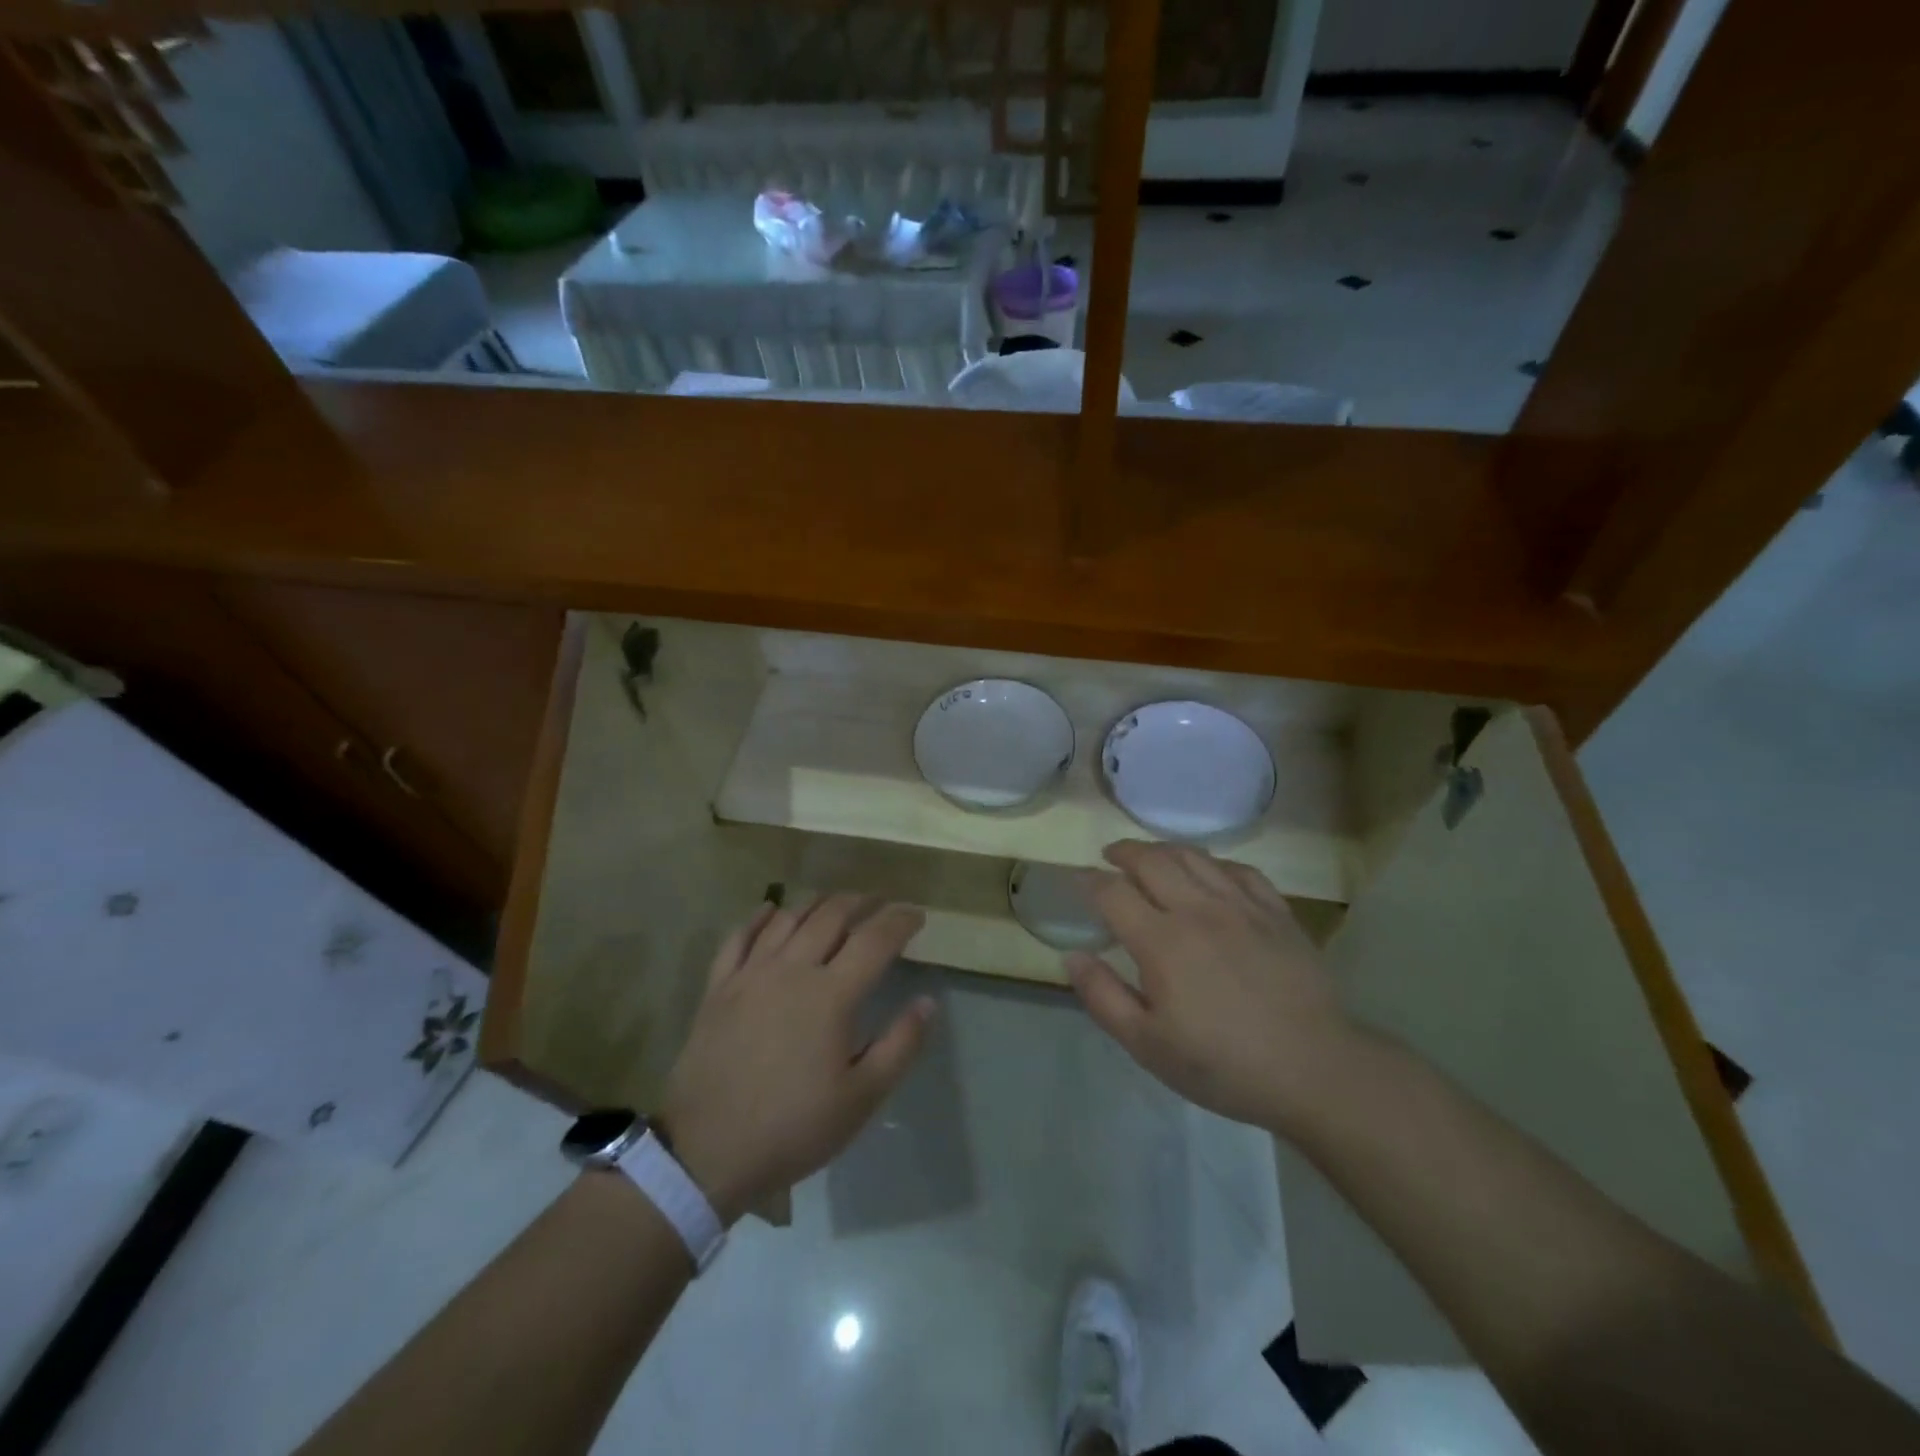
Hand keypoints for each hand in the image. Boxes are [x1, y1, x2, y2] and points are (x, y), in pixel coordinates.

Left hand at [659, 895, 933, 1224]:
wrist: (706, 1152)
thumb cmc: (793, 1127)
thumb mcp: (862, 1098)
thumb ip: (900, 1045)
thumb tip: (928, 1001)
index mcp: (832, 995)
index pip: (875, 939)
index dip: (900, 920)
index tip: (916, 914)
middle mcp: (792, 970)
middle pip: (831, 916)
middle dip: (861, 902)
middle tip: (879, 903)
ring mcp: (750, 975)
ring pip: (788, 919)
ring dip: (817, 903)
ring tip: (835, 903)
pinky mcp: (718, 988)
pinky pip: (739, 937)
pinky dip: (759, 917)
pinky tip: (770, 910)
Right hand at [1067, 841, 1357, 1134]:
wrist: (1314, 1069)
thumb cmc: (1223, 1064)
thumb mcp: (1148, 1045)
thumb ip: (1104, 997)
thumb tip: (1072, 956)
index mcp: (1161, 941)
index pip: (1113, 892)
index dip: (1090, 881)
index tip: (1079, 880)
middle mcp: (1198, 910)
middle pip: (1152, 860)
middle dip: (1124, 852)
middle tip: (1111, 856)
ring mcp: (1242, 906)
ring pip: (1194, 857)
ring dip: (1164, 850)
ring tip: (1151, 856)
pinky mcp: (1276, 912)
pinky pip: (1239, 870)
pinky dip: (1214, 863)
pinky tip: (1210, 872)